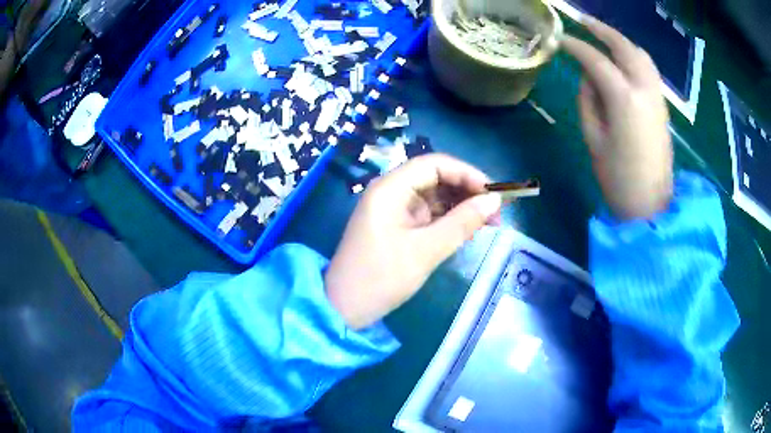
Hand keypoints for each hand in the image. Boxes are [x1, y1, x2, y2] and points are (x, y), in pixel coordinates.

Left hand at [325, 154, 501, 329]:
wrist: (345, 309)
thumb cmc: (381, 278)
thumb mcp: (426, 250)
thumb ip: (462, 222)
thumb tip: (494, 200)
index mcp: (390, 188)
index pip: (434, 164)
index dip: (466, 173)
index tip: (493, 192)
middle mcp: (391, 192)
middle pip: (435, 178)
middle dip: (467, 191)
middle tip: (496, 212)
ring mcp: (393, 210)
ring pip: (434, 197)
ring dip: (461, 206)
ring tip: (489, 223)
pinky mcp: (397, 227)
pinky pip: (428, 214)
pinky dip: (448, 220)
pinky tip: (468, 230)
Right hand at [562, 17, 673, 220]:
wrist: (650, 205)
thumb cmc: (617, 178)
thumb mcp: (593, 137)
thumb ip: (588, 100)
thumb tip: (589, 77)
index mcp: (624, 99)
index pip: (596, 61)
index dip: (576, 47)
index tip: (560, 40)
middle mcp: (644, 89)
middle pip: (624, 47)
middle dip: (602, 30)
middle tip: (583, 22)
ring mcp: (657, 97)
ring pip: (641, 54)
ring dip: (621, 40)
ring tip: (603, 36)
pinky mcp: (662, 106)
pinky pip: (649, 69)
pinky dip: (634, 56)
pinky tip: (624, 58)